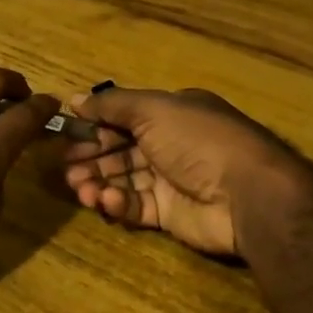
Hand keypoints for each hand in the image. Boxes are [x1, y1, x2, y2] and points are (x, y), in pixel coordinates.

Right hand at [61, 87, 312, 256]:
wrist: (246, 194)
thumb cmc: (197, 140)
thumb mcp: (153, 109)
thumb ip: (111, 104)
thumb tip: (74, 98)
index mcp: (171, 113)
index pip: (124, 116)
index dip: (94, 125)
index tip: (65, 134)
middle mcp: (171, 144)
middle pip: (120, 149)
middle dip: (91, 157)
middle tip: (65, 167)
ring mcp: (171, 180)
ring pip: (124, 179)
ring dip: (98, 181)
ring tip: (79, 188)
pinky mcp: (170, 214)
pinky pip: (136, 206)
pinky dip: (118, 203)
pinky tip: (105, 201)